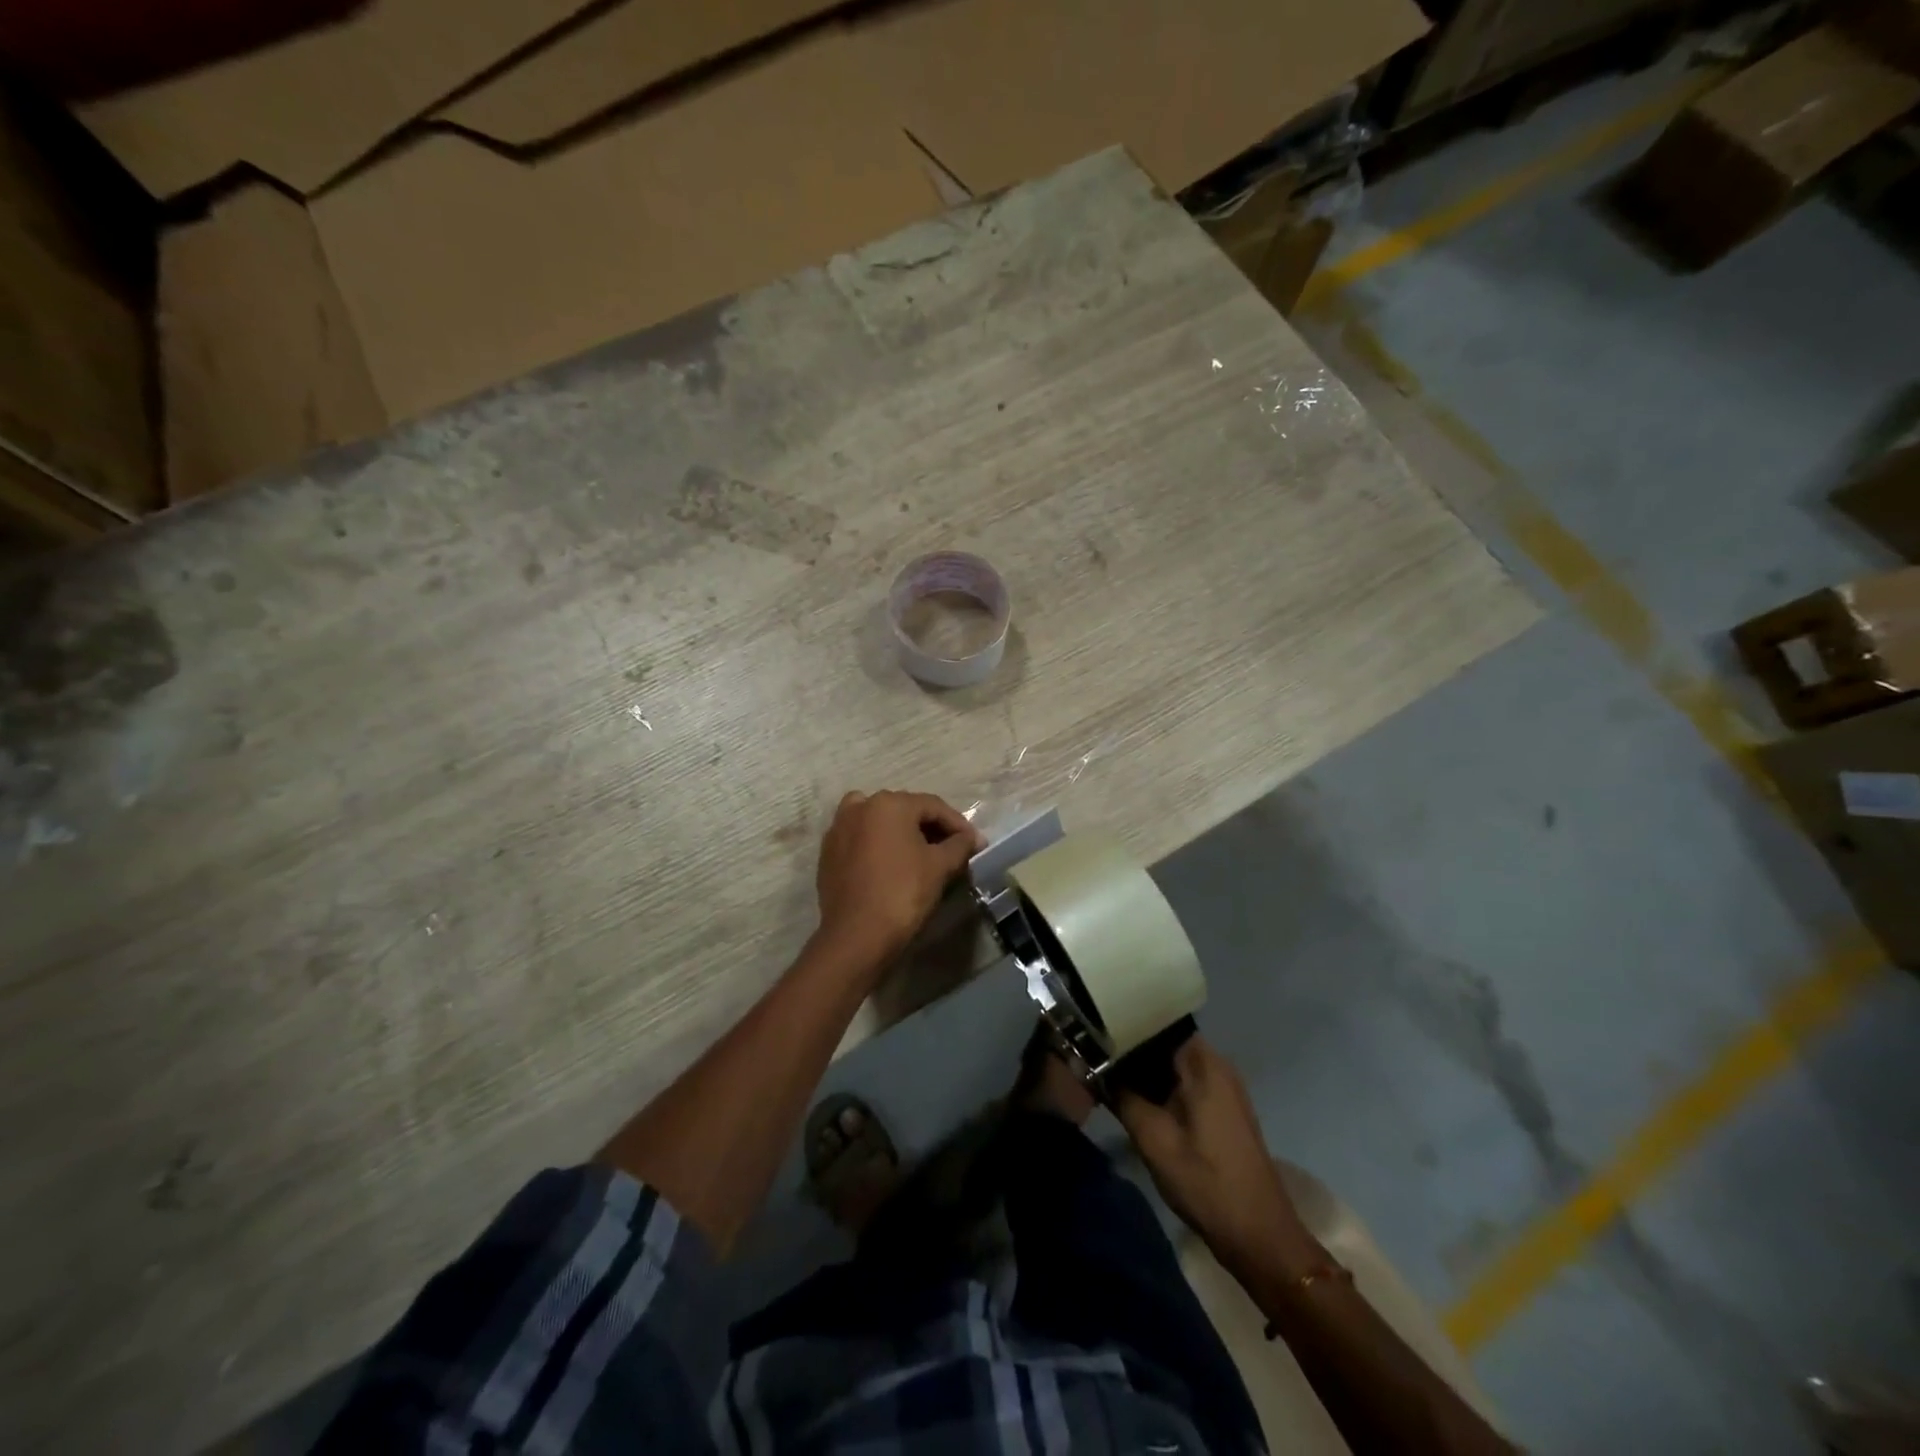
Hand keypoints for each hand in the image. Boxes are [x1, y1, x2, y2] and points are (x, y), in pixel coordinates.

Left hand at [813, 790, 982, 967]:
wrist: (856, 936)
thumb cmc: (902, 893)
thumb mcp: (940, 867)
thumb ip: (959, 845)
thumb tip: (971, 838)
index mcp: (888, 804)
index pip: (933, 806)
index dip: (959, 825)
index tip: (976, 844)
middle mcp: (860, 806)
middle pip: (905, 811)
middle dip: (931, 828)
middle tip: (953, 850)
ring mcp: (839, 829)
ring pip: (879, 823)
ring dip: (902, 834)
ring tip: (921, 854)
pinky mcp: (828, 853)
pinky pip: (861, 840)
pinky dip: (879, 846)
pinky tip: (892, 866)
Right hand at [1114, 1037, 1309, 1273]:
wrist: (1258, 1237)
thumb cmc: (1206, 1182)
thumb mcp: (1153, 1139)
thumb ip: (1122, 1097)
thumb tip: (1096, 1068)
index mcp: (1203, 1062)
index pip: (1157, 1023)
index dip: (1124, 1025)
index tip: (1094, 1031)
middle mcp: (1216, 1065)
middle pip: (1164, 1042)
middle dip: (1130, 1049)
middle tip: (1094, 1055)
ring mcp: (1223, 1087)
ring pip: (1172, 1064)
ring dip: (1143, 1070)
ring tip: (1107, 1073)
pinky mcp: (1222, 1108)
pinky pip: (1183, 1082)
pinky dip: (1159, 1086)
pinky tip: (1134, 1098)